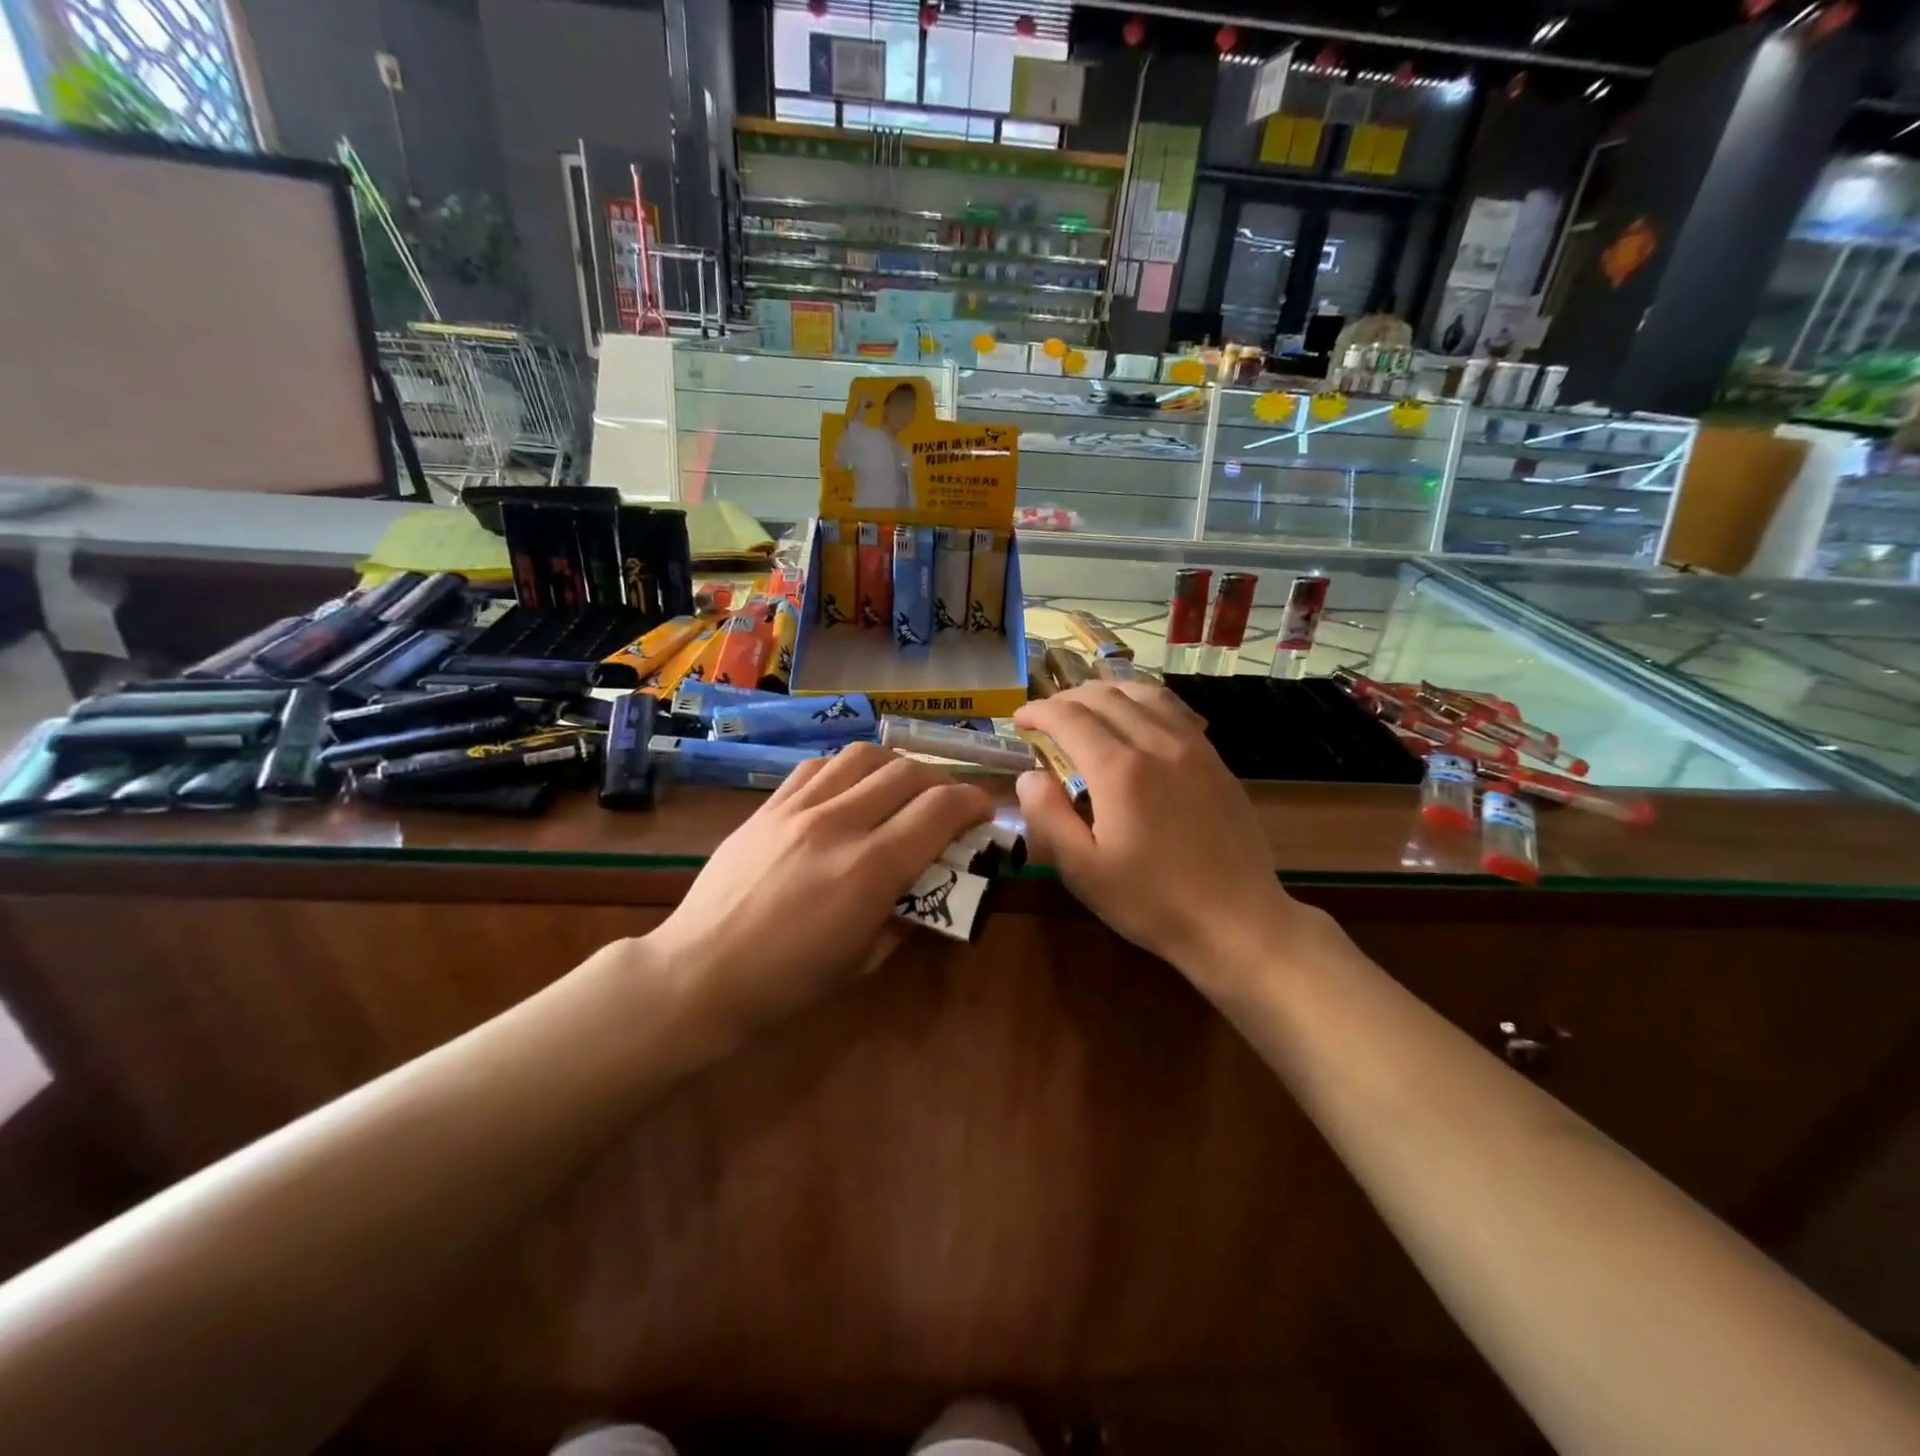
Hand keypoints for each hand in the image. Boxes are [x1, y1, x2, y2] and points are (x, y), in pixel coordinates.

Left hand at [642, 742, 991, 1040]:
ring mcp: (798, 808)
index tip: (982, 813)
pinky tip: (850, 787)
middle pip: (908, 773)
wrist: (701, 972)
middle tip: (947, 804)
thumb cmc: (788, 981)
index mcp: (870, 869)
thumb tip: (933, 880)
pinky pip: (818, 765)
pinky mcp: (768, 805)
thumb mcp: (866, 958)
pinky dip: (848, 767)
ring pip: (863, 755)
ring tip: (901, 787)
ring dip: (896, 765)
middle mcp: (839, 824)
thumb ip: (909, 910)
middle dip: (941, 782)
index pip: (940, 809)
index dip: (973, 803)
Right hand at [1013, 681, 1303, 988]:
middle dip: (1066, 698)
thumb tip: (1029, 776)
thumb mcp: (1083, 871)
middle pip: (1105, 697)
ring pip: (1142, 693)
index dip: (1038, 711)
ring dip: (1105, 691)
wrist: (1237, 920)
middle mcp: (1157, 744)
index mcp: (1120, 770)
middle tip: (1046, 716)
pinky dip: (1142, 700)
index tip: (1020, 720)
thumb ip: (1047, 816)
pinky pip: (1173, 709)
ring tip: (1085, 706)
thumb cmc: (1152, 901)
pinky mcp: (1215, 758)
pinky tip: (1135, 717)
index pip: (1069, 718)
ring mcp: (1193, 746)